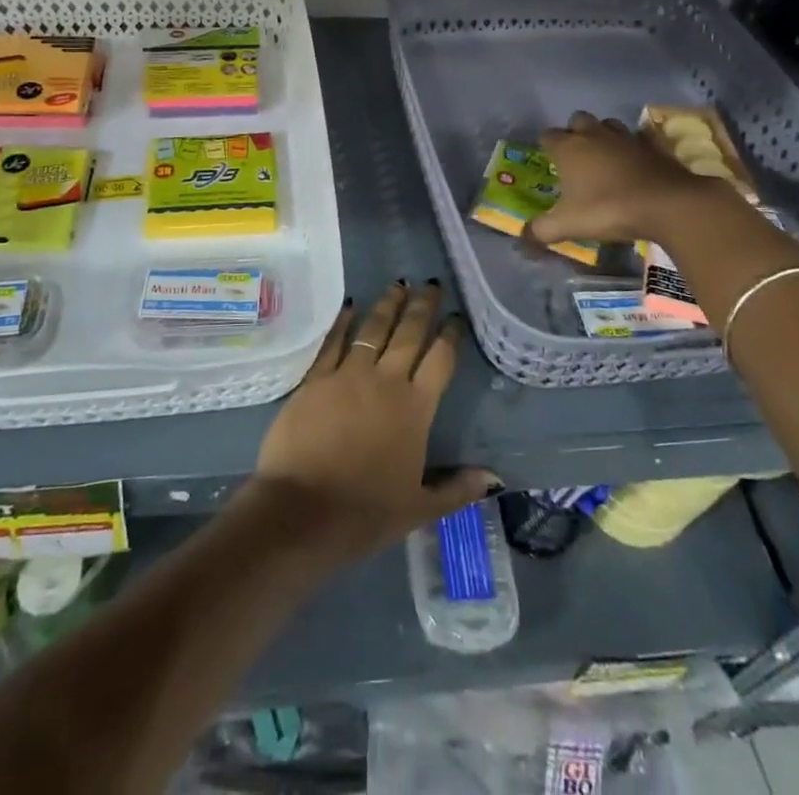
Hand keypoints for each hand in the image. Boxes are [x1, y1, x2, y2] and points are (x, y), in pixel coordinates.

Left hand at [252, 281, 496, 568]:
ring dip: (387, 304)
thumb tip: (496, 478)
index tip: (456, 317)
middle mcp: (385, 381)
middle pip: (409, 334)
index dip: (450, 336)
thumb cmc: (365, 513)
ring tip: (398, 284)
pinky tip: (350, 305)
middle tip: (431, 284)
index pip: (440, 361)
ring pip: (373, 328)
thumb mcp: (419, 508)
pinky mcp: (316, 378)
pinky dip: (343, 321)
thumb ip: (458, 489)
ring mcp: (347, 374)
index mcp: (415, 409)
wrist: (302, 511)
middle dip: (422, 307)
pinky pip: (333, 341)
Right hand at [528, 110, 711, 247]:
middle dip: (574, 132)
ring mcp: (625, 137)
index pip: (547, 135)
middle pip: (577, 120)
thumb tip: (523, 238)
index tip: (547, 160)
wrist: (667, 204)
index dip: (545, 146)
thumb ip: (541, 230)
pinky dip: (631, 147)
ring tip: (603, 157)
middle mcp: (594, 135)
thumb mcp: (568, 225)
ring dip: (603, 134)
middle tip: (575, 157)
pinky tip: (633, 164)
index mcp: (569, 148)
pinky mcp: (652, 145)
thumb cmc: (608, 209)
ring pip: (607, 124)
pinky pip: (636, 138)